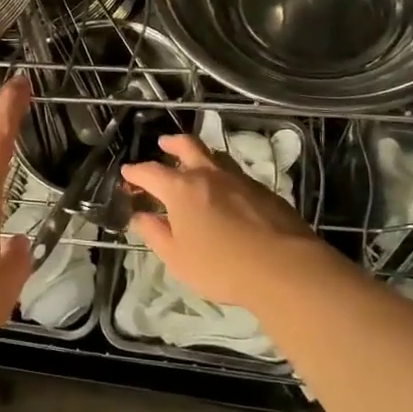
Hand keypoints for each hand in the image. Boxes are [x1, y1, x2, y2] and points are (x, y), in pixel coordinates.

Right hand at [122, 134, 326, 314]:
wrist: (285, 268)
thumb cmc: (221, 266)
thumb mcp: (177, 258)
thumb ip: (156, 234)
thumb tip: (140, 217)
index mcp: (181, 189)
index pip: (151, 172)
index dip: (136, 172)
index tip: (127, 174)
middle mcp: (209, 175)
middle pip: (188, 146)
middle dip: (172, 144)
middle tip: (163, 144)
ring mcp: (239, 180)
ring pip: (216, 157)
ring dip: (201, 156)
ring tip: (195, 164)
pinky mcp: (264, 191)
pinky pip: (236, 175)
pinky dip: (223, 177)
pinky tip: (226, 193)